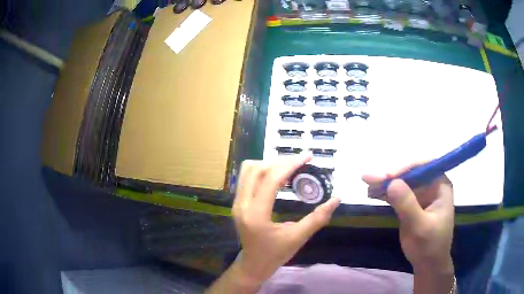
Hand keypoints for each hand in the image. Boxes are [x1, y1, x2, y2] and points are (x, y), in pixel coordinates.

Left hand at [231, 154, 340, 288]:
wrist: (253, 264)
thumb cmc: (275, 254)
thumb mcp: (298, 238)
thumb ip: (318, 218)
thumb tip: (336, 199)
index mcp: (256, 214)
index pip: (271, 180)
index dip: (291, 165)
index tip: (308, 156)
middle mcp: (241, 204)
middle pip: (256, 168)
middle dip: (279, 162)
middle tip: (300, 163)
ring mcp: (236, 202)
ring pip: (248, 170)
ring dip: (269, 165)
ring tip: (289, 170)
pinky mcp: (237, 203)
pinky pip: (247, 178)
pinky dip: (262, 172)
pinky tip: (278, 179)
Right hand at [363, 164, 454, 292]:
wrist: (428, 265)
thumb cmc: (429, 246)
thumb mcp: (419, 227)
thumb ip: (407, 205)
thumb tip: (391, 182)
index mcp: (441, 186)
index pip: (424, 167)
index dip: (405, 169)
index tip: (387, 177)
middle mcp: (432, 186)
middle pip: (410, 174)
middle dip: (390, 177)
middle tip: (368, 179)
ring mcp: (422, 195)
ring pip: (402, 184)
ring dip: (385, 184)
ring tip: (367, 185)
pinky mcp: (413, 205)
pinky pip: (399, 195)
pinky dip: (386, 194)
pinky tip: (373, 194)